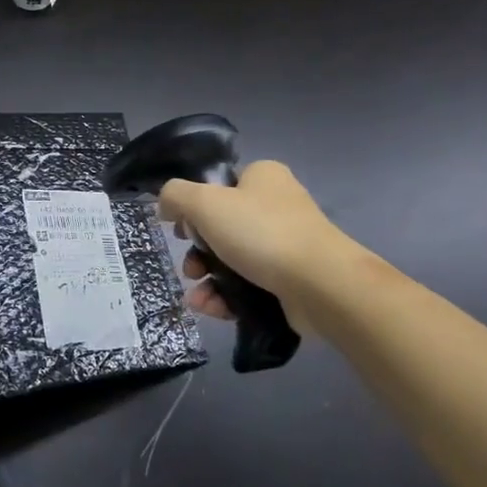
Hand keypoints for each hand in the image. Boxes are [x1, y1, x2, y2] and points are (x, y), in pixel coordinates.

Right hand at [158, 161, 347, 327]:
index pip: (218, 187)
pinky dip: (227, 297)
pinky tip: (212, 309)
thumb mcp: (205, 203)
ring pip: (232, 260)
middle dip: (197, 252)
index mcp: (262, 177)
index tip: (180, 230)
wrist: (320, 284)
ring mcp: (286, 244)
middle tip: (190, 268)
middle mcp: (277, 205)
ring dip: (207, 279)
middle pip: (221, 227)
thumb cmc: (261, 233)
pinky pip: (249, 285)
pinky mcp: (291, 280)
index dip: (193, 208)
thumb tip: (165, 205)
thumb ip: (175, 196)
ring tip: (198, 297)